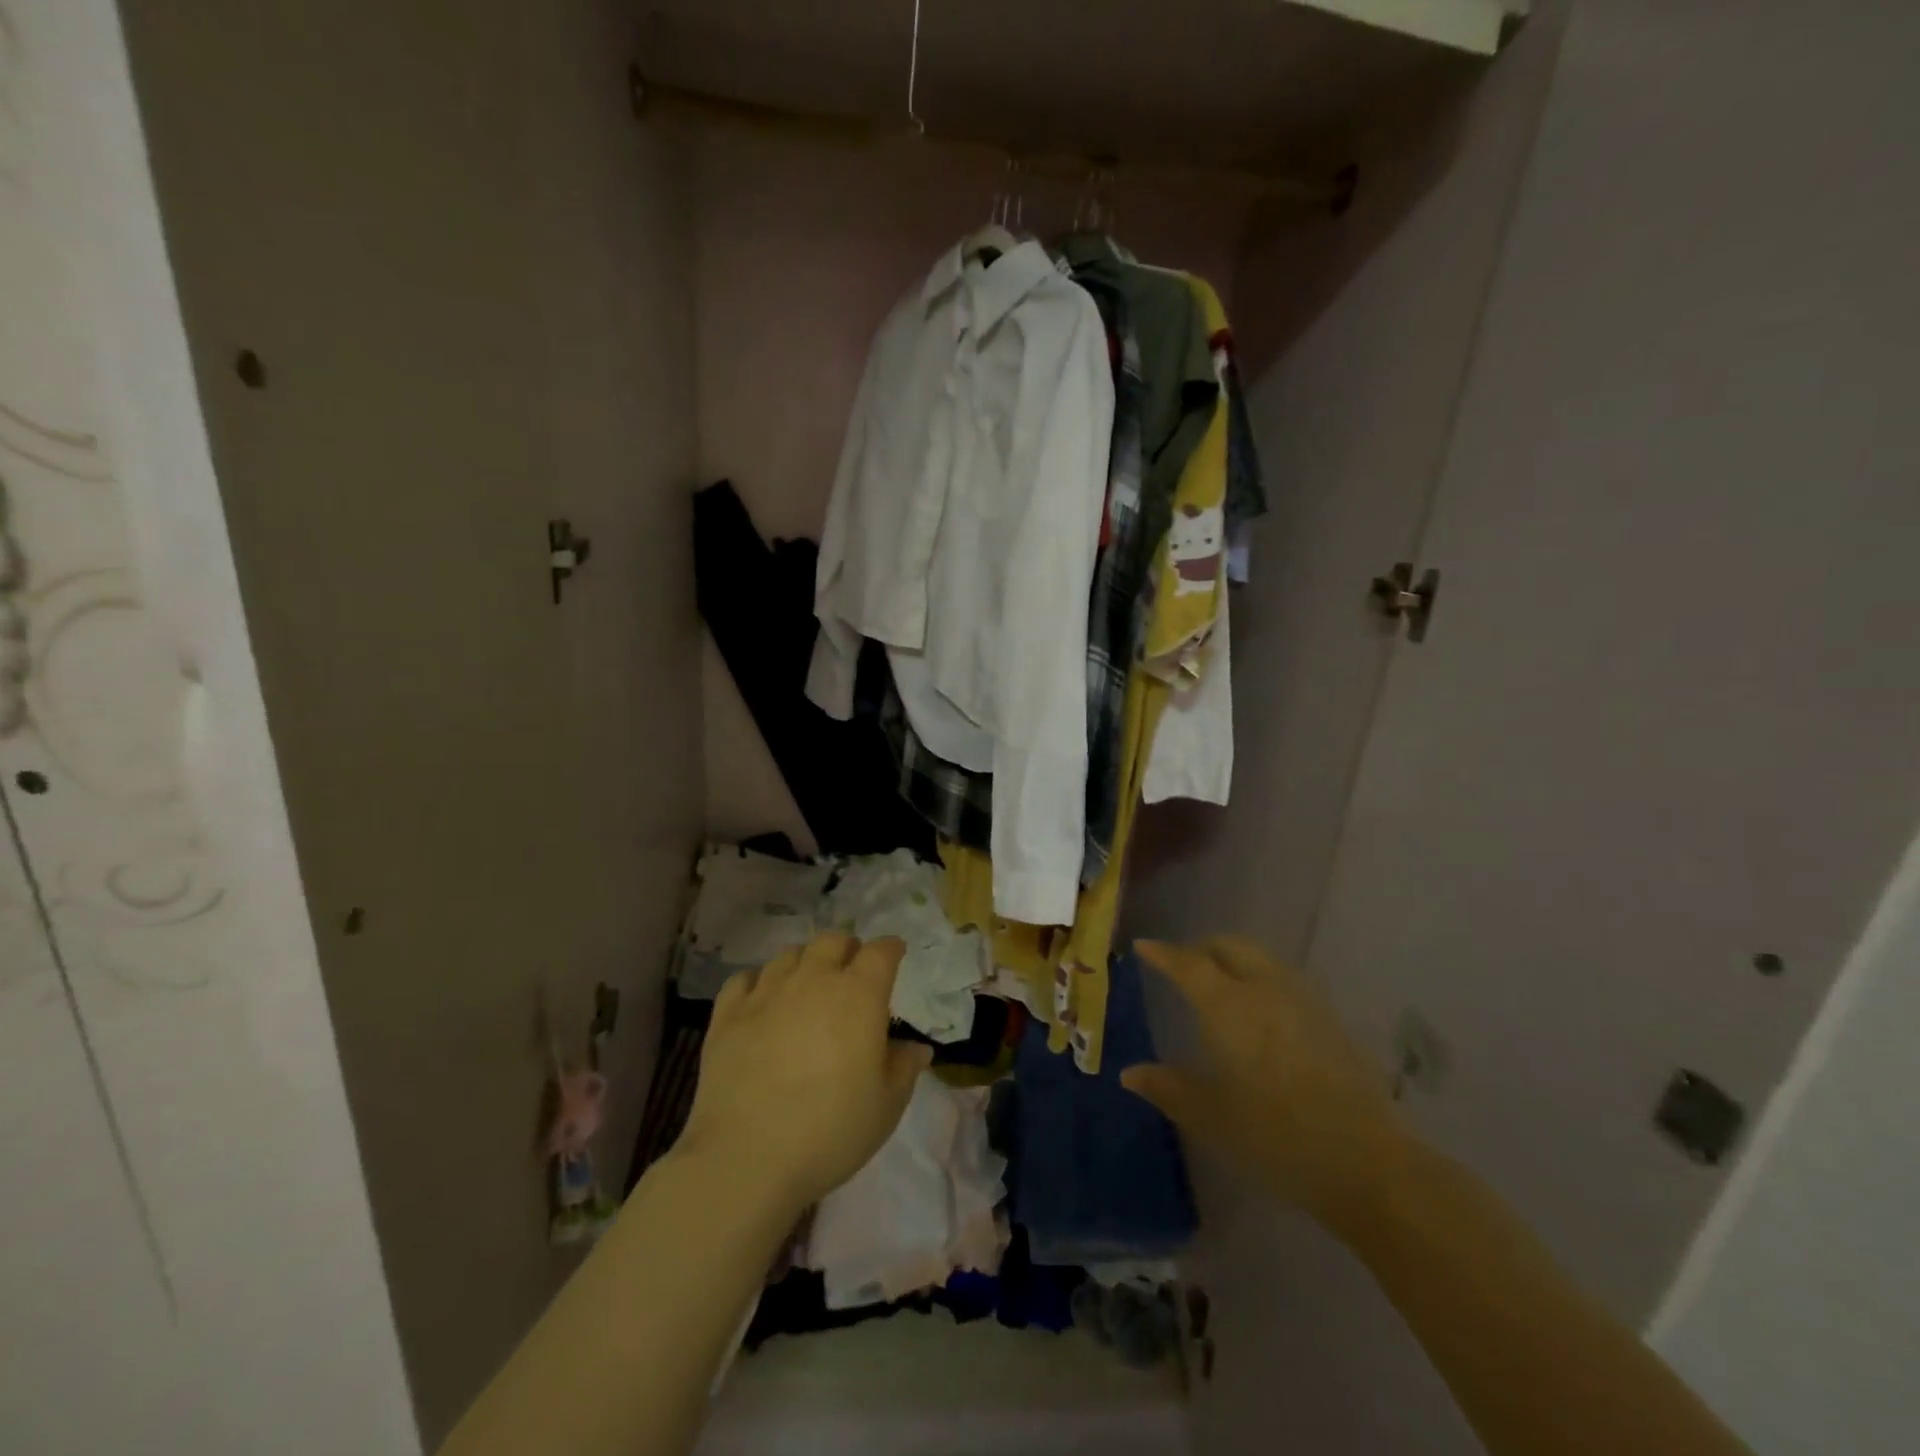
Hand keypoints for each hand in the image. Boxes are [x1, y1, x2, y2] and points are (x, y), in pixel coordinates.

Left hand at [676, 931, 932, 1214]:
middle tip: (851, 972)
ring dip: (805, 962)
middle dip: (847, 949)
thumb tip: (917, 1048)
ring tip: (807, 986)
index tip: (895, 955)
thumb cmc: (830, 1131)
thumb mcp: (886, 1107)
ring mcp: (767, 992)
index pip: (881, 952)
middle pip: (833, 941)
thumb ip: (904, 1068)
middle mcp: (814, 980)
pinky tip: (761, 1001)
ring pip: (789, 954)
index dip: (891, 950)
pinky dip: (759, 982)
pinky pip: (744, 978)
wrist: (747, 1158)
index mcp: (859, 995)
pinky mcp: (728, 1013)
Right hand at [1123, 937, 1410, 1230]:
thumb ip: (1169, 1088)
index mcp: (1228, 1006)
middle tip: (1183, 965)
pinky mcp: (1329, 1021)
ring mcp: (1302, 1002)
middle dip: (1202, 949)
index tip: (1144, 946)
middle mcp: (1264, 990)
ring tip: (1220, 984)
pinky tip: (1261, 1013)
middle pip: (1230, 947)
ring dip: (1235, 960)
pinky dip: (1261, 980)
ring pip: (1261, 959)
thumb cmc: (1274, 1136)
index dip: (1164, 953)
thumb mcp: (1211, 1116)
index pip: (1188, 964)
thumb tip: (1130, 1073)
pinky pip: (1284, 981)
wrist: (1366, 1163)